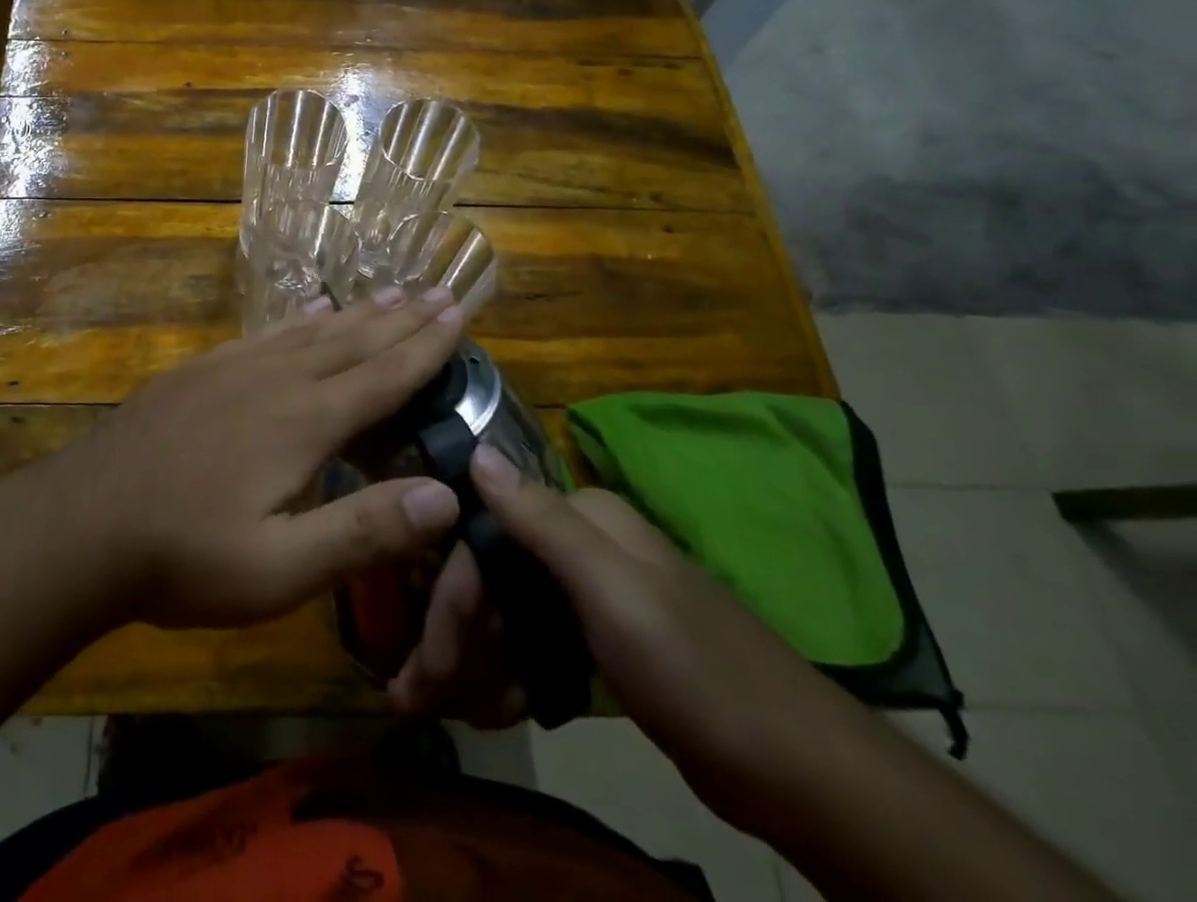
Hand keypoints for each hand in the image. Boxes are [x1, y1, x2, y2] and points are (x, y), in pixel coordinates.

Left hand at [51, 288, 467, 630]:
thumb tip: (447, 496)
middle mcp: (276, 379)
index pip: (383, 376)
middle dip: (401, 318)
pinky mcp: (201, 370)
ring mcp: (233, 368)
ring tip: (389, 291)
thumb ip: (363, 530)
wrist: (84, 520)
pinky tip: (308, 311)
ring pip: (311, 330)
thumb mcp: (280, 569)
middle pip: (353, 341)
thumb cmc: (185, 555)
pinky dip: (298, 319)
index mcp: (304, 422)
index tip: (459, 311)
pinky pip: (265, 333)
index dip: (427, 346)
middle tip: (439, 290)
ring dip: (356, 312)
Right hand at [392, 447, 880, 827]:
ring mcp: (594, 594)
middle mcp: (582, 544)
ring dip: (476, 659)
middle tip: (420, 693)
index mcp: (583, 518)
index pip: (486, 537)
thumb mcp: (612, 590)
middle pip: (494, 576)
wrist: (799, 772)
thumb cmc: (695, 670)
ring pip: (510, 612)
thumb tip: (476, 448)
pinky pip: (535, 644)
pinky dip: (510, 675)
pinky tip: (493, 709)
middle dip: (455, 633)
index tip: (424, 658)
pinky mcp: (604, 640)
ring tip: (448, 709)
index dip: (451, 594)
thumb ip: (540, 519)